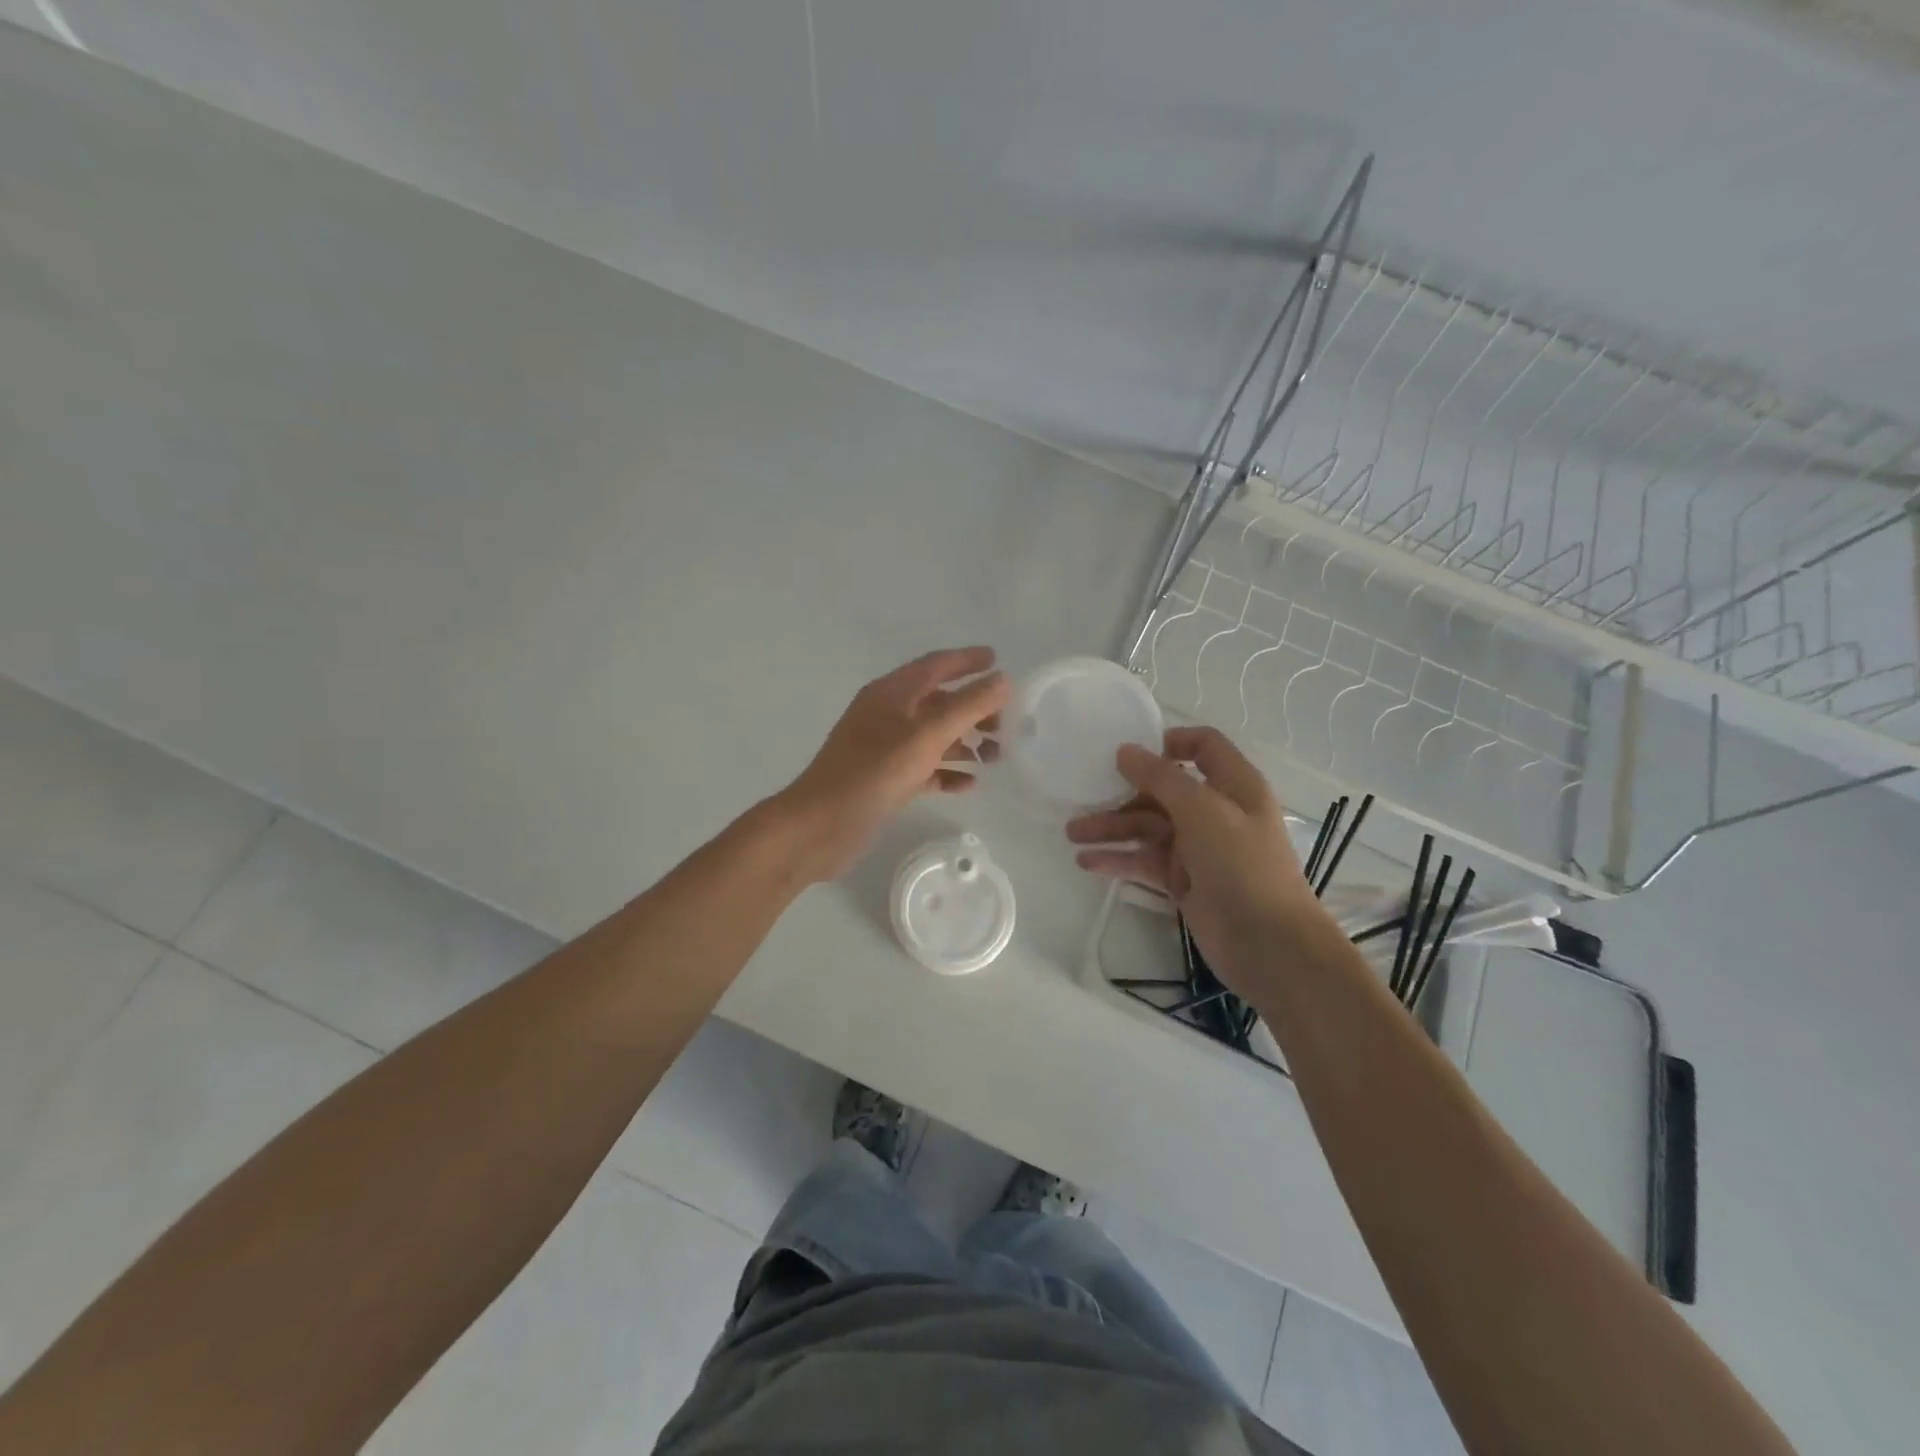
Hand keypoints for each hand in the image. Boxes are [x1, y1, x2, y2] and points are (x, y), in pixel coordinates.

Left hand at [774, 647, 1009, 883]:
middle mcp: (887, 715)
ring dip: (964, 742)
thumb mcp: (926, 736)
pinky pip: (924, 768)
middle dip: (973, 709)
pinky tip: (970, 784)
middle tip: (1006, 724)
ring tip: (996, 756)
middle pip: (938, 702)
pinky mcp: (885, 780)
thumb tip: (1002, 680)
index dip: (967, 661)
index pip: (935, 665)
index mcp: (891, 693)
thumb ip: (967, 706)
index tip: (998, 661)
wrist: (820, 827)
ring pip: (933, 736)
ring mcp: (884, 749)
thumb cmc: (873, 773)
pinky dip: (947, 772)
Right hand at [1066, 726, 1331, 995]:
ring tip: (1072, 835)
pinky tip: (1087, 862)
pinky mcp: (1183, 881)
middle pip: (1163, 790)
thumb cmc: (1242, 865)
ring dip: (1111, 828)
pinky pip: (1145, 861)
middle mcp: (1216, 811)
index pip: (1203, 746)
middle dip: (1122, 792)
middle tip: (1081, 798)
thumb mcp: (1202, 810)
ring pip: (1148, 827)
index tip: (1128, 751)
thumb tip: (1125, 750)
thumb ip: (1160, 777)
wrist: (1269, 945)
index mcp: (1233, 785)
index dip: (1168, 742)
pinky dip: (1118, 859)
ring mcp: (1198, 848)